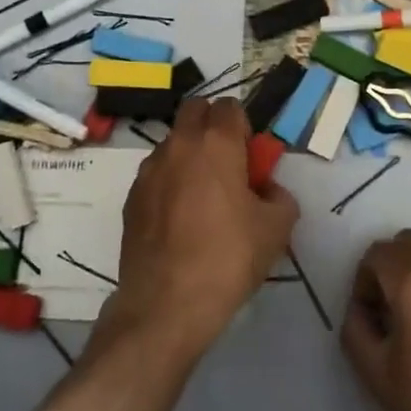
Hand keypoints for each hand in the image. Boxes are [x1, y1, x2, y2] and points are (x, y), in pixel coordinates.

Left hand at [97, 98, 299, 363]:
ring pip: (173, 142)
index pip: (230, 107)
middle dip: (212, 126)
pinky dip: (170, 183)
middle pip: (195, 111)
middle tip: (228, 164)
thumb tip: (267, 190)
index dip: (244, 127)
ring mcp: (149, 169)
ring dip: (189, 155)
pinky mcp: (131, 196)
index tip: (251, 157)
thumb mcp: (276, 229)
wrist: (166, 304)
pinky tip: (179, 221)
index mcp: (216, 143)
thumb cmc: (228, 258)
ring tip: (202, 198)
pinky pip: (156, 174)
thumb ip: (280, 197)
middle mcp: (179, 144)